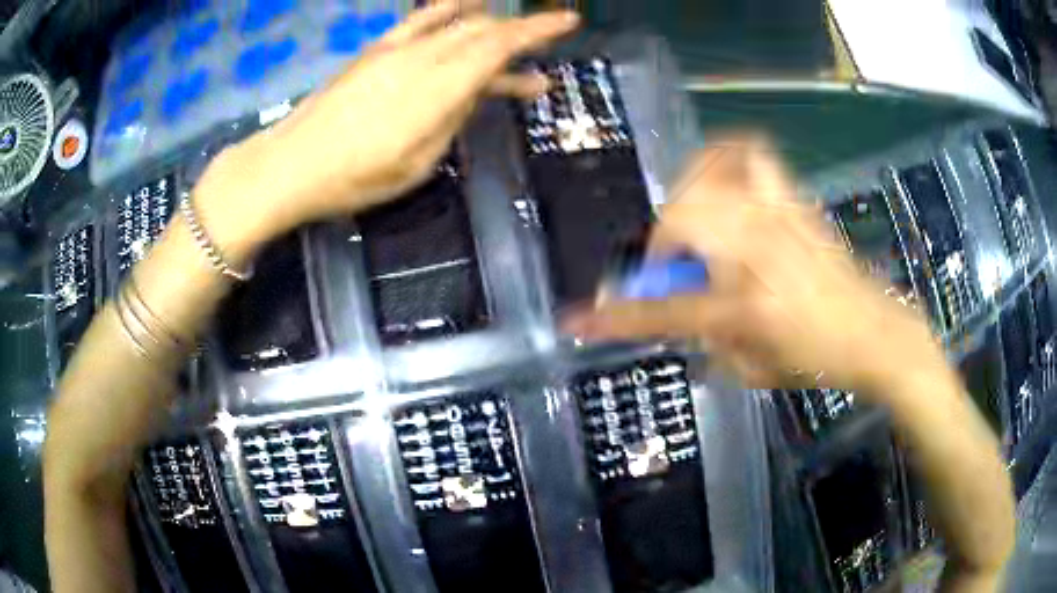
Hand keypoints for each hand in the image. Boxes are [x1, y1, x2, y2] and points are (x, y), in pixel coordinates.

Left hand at [193, 0, 578, 260]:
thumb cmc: (356, 177)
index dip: (538, 30)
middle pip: (483, 30)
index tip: (569, 20)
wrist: (291, 165)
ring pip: (457, 21)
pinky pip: (420, 18)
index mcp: (437, 88)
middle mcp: (421, 57)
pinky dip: (449, 8)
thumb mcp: (418, 162)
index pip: (499, 45)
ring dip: (492, 21)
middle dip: (522, 28)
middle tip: (550, 37)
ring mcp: (395, 49)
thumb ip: (453, 117)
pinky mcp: (376, 50)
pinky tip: (466, 3)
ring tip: (514, 29)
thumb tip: (473, 90)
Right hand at [565, 135, 943, 394]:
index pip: (664, 310)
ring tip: (696, 222)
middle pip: (680, 222)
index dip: (614, 318)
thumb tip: (682, 307)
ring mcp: (777, 217)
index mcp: (746, 305)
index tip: (576, 320)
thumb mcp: (754, 368)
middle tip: (671, 266)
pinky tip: (724, 181)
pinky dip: (723, 160)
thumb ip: (708, 338)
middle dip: (660, 246)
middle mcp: (757, 251)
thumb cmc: (817, 360)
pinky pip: (748, 156)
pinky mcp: (792, 200)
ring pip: (708, 180)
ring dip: (689, 200)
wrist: (874, 330)